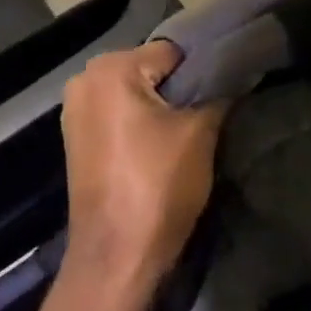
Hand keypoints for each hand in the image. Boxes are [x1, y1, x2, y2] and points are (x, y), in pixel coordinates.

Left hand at [60, 41, 224, 298]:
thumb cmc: (158, 186)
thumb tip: (236, 72)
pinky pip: (117, 115)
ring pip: (133, 93)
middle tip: (206, 116)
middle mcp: (85, 79)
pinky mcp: (75, 138)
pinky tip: (158, 148)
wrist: (116, 258)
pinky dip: (138, 124)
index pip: (172, 52)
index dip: (202, 72)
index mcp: (111, 69)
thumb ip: (218, 92)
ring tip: (184, 135)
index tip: (222, 94)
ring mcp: (74, 110)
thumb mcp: (201, 132)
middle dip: (178, 89)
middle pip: (149, 70)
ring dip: (159, 108)